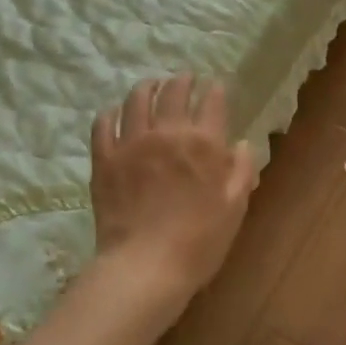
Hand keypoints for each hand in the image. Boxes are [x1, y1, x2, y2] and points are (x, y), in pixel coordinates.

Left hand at [91, 74, 257, 300]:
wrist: (146, 266)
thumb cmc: (200, 242)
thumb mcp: (235, 208)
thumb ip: (241, 171)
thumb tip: (241, 144)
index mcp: (204, 144)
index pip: (212, 103)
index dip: (215, 91)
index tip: (215, 86)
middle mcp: (168, 133)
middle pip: (174, 93)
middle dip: (182, 81)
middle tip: (185, 78)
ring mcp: (132, 143)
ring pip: (137, 100)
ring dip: (147, 87)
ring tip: (151, 85)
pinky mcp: (105, 159)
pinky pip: (103, 125)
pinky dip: (110, 113)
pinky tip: (114, 112)